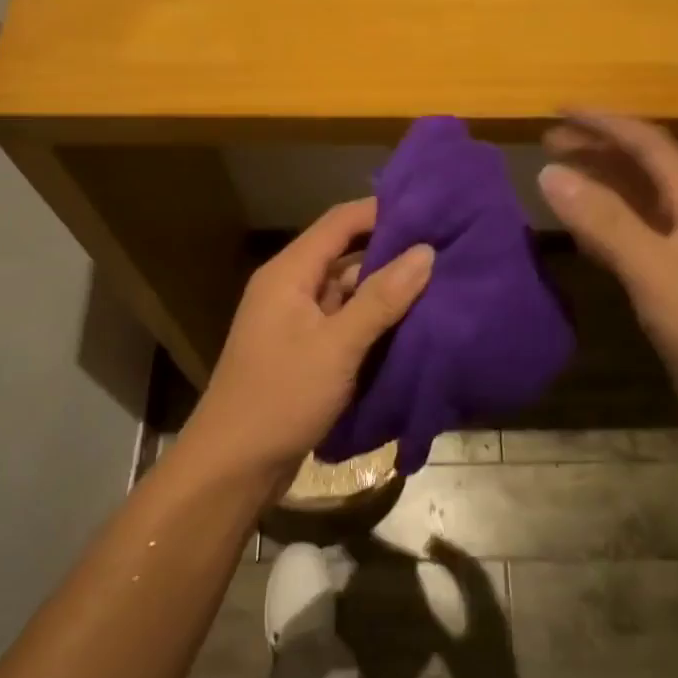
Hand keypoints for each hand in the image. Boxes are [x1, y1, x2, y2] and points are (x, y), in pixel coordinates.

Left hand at [184, 199, 434, 484]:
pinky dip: (373, 321)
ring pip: (347, 291)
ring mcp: (296, 322)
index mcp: (289, 273)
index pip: (340, 222)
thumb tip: (425, 252)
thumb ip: (381, 298)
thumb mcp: (337, 346)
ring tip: (438, 283)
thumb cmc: (281, 396)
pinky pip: (344, 322)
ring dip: (385, 289)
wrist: (233, 466)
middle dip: (390, 253)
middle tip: (444, 250)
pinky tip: (411, 324)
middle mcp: (290, 288)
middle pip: (344, 254)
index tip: (430, 211)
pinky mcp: (304, 351)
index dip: (382, 212)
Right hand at [537, 113, 677, 423]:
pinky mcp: (676, 282)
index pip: (647, 144)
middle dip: (597, 149)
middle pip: (642, 168)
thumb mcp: (651, 267)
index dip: (603, 122)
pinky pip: (634, 236)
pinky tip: (581, 230)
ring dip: (599, 183)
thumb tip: (549, 173)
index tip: (559, 111)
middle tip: (548, 141)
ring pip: (637, 201)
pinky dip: (604, 222)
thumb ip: (602, 219)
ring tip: (558, 174)